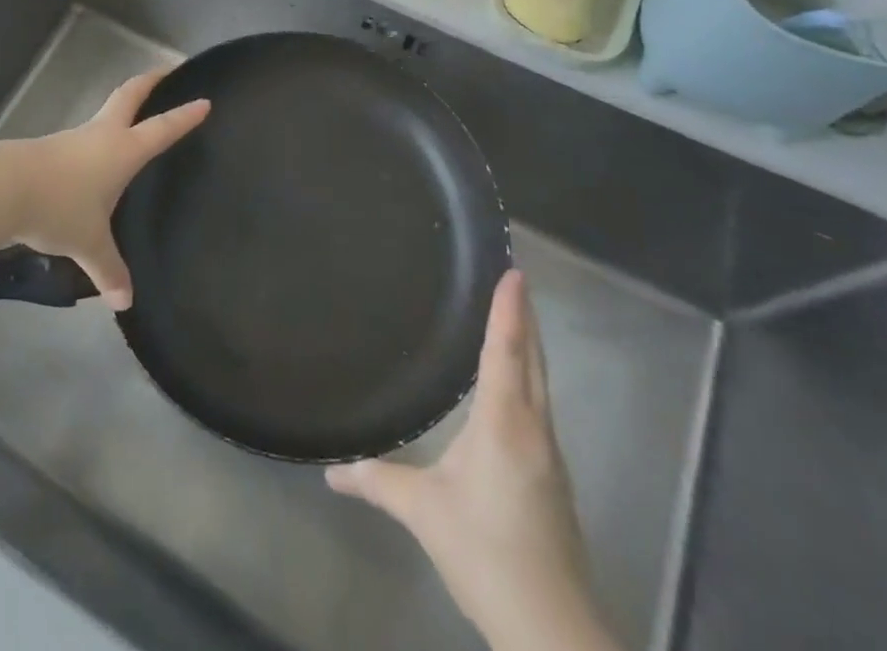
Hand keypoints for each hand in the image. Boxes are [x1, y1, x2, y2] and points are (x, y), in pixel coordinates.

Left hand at [0, 68, 208, 309]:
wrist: (3, 187)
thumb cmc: (59, 207)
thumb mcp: (89, 243)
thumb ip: (108, 269)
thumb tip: (125, 301)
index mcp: (122, 150)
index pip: (162, 129)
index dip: (184, 117)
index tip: (204, 101)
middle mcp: (101, 135)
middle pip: (129, 96)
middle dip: (149, 83)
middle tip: (166, 71)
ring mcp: (73, 138)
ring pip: (103, 114)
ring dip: (120, 108)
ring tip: (131, 120)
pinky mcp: (49, 148)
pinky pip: (81, 137)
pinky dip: (95, 136)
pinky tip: (91, 158)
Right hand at [325, 271, 616, 650]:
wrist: (554, 632)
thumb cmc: (487, 554)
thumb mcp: (424, 513)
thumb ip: (379, 482)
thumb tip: (332, 470)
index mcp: (504, 423)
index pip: (507, 351)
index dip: (509, 310)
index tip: (514, 272)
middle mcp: (533, 429)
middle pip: (534, 360)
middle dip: (525, 318)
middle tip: (515, 279)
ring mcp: (549, 455)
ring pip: (541, 383)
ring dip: (530, 346)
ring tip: (514, 317)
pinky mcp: (553, 478)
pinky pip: (539, 406)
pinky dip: (529, 376)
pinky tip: (513, 382)